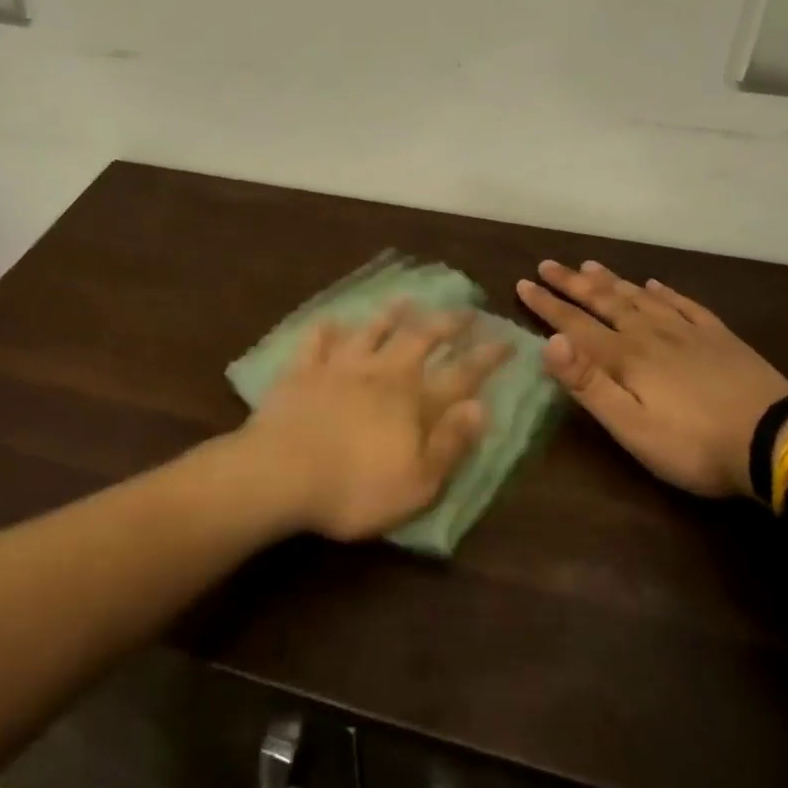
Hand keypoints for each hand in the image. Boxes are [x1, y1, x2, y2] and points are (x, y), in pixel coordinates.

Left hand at [241, 304, 506, 540]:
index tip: (506, 338)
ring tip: (405, 299)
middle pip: (419, 339)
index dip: (486, 357)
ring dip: (390, 314)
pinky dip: (326, 330)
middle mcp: (381, 372)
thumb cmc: (355, 488)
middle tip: (464, 309)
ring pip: (370, 331)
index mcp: (412, 401)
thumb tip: (481, 407)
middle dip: (445, 323)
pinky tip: (330, 320)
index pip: (460, 374)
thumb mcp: (417, 483)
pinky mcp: (303, 371)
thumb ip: (450, 443)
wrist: (281, 473)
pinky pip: (317, 342)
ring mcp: (340, 366)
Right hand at [516, 260, 787, 498]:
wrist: (775, 441)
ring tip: (589, 265)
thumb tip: (550, 342)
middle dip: (571, 284)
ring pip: (639, 297)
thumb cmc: (693, 444)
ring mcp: (687, 331)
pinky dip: (664, 292)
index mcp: (625, 357)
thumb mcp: (631, 427)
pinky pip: (683, 304)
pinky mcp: (718, 336)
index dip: (547, 305)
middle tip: (547, 265)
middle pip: (604, 302)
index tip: (523, 283)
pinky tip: (654, 284)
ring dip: (611, 281)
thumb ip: (589, 384)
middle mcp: (650, 333)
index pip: (575, 324)